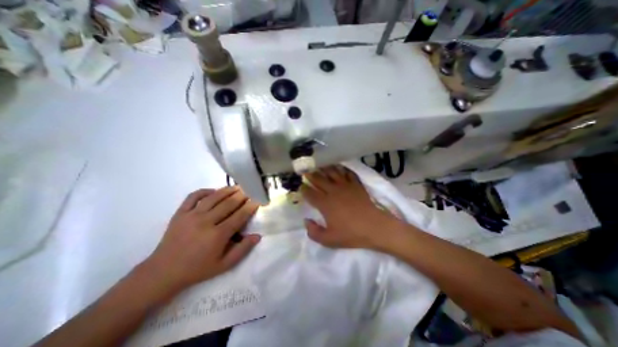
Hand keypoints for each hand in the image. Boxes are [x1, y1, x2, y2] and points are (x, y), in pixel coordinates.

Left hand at [145, 187, 260, 292]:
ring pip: (214, 197)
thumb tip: (258, 236)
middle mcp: (206, 222)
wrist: (163, 272)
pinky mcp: (180, 213)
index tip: (258, 200)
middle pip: (228, 203)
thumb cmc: (198, 269)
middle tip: (250, 190)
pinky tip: (213, 191)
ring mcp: (191, 215)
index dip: (250, 207)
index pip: (239, 216)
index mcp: (218, 235)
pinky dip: (205, 191)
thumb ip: (243, 250)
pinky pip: (193, 196)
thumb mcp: (224, 265)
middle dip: (242, 195)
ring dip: (227, 190)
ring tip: (237, 187)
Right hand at [300, 166, 397, 248]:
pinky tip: (339, 167)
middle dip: (311, 175)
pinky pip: (347, 173)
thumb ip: (313, 232)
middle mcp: (333, 191)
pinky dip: (342, 169)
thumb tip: (306, 221)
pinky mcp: (356, 184)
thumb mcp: (329, 240)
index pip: (310, 193)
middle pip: (319, 179)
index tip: (300, 186)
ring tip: (320, 165)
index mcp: (325, 204)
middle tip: (306, 171)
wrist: (375, 227)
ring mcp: (345, 186)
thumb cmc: (352, 234)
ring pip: (332, 172)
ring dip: (324, 168)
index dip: (303, 189)